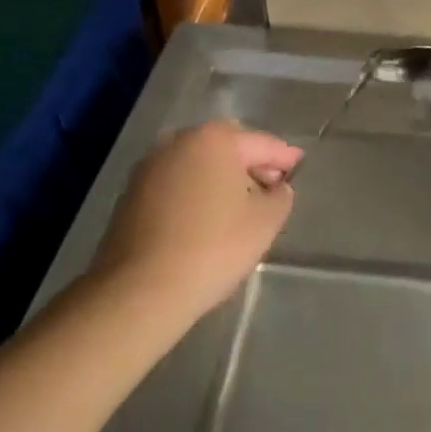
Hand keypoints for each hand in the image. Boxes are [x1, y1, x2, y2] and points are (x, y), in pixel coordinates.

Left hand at [86, 121, 302, 323]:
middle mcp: (179, 141)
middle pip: (227, 149)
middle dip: (251, 165)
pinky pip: (176, 186)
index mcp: (215, 138)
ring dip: (220, 180)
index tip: (300, 167)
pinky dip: (194, 196)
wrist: (138, 293)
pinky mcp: (130, 195)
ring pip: (198, 166)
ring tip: (239, 210)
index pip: (262, 144)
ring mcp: (149, 167)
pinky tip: (205, 222)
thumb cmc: (212, 248)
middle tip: (271, 190)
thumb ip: (280, 196)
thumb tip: (276, 188)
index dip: (285, 158)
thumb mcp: (265, 222)